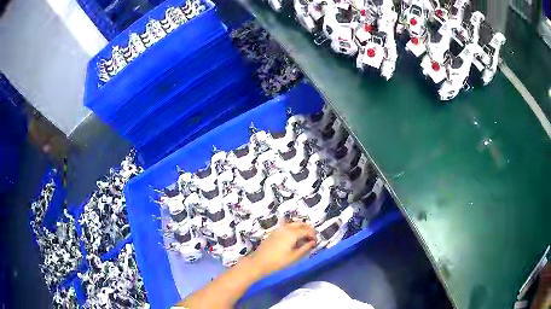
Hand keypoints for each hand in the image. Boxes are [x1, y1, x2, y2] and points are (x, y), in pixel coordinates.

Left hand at [249, 222, 316, 275]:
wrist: (258, 263)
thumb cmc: (278, 262)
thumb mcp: (294, 257)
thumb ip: (305, 248)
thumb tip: (313, 242)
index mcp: (292, 233)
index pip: (306, 230)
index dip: (313, 235)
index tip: (316, 241)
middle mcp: (286, 228)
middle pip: (300, 224)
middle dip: (307, 229)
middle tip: (312, 237)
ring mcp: (278, 229)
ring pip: (293, 224)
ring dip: (300, 228)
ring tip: (304, 237)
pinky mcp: (273, 233)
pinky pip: (286, 227)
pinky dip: (293, 229)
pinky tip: (294, 238)